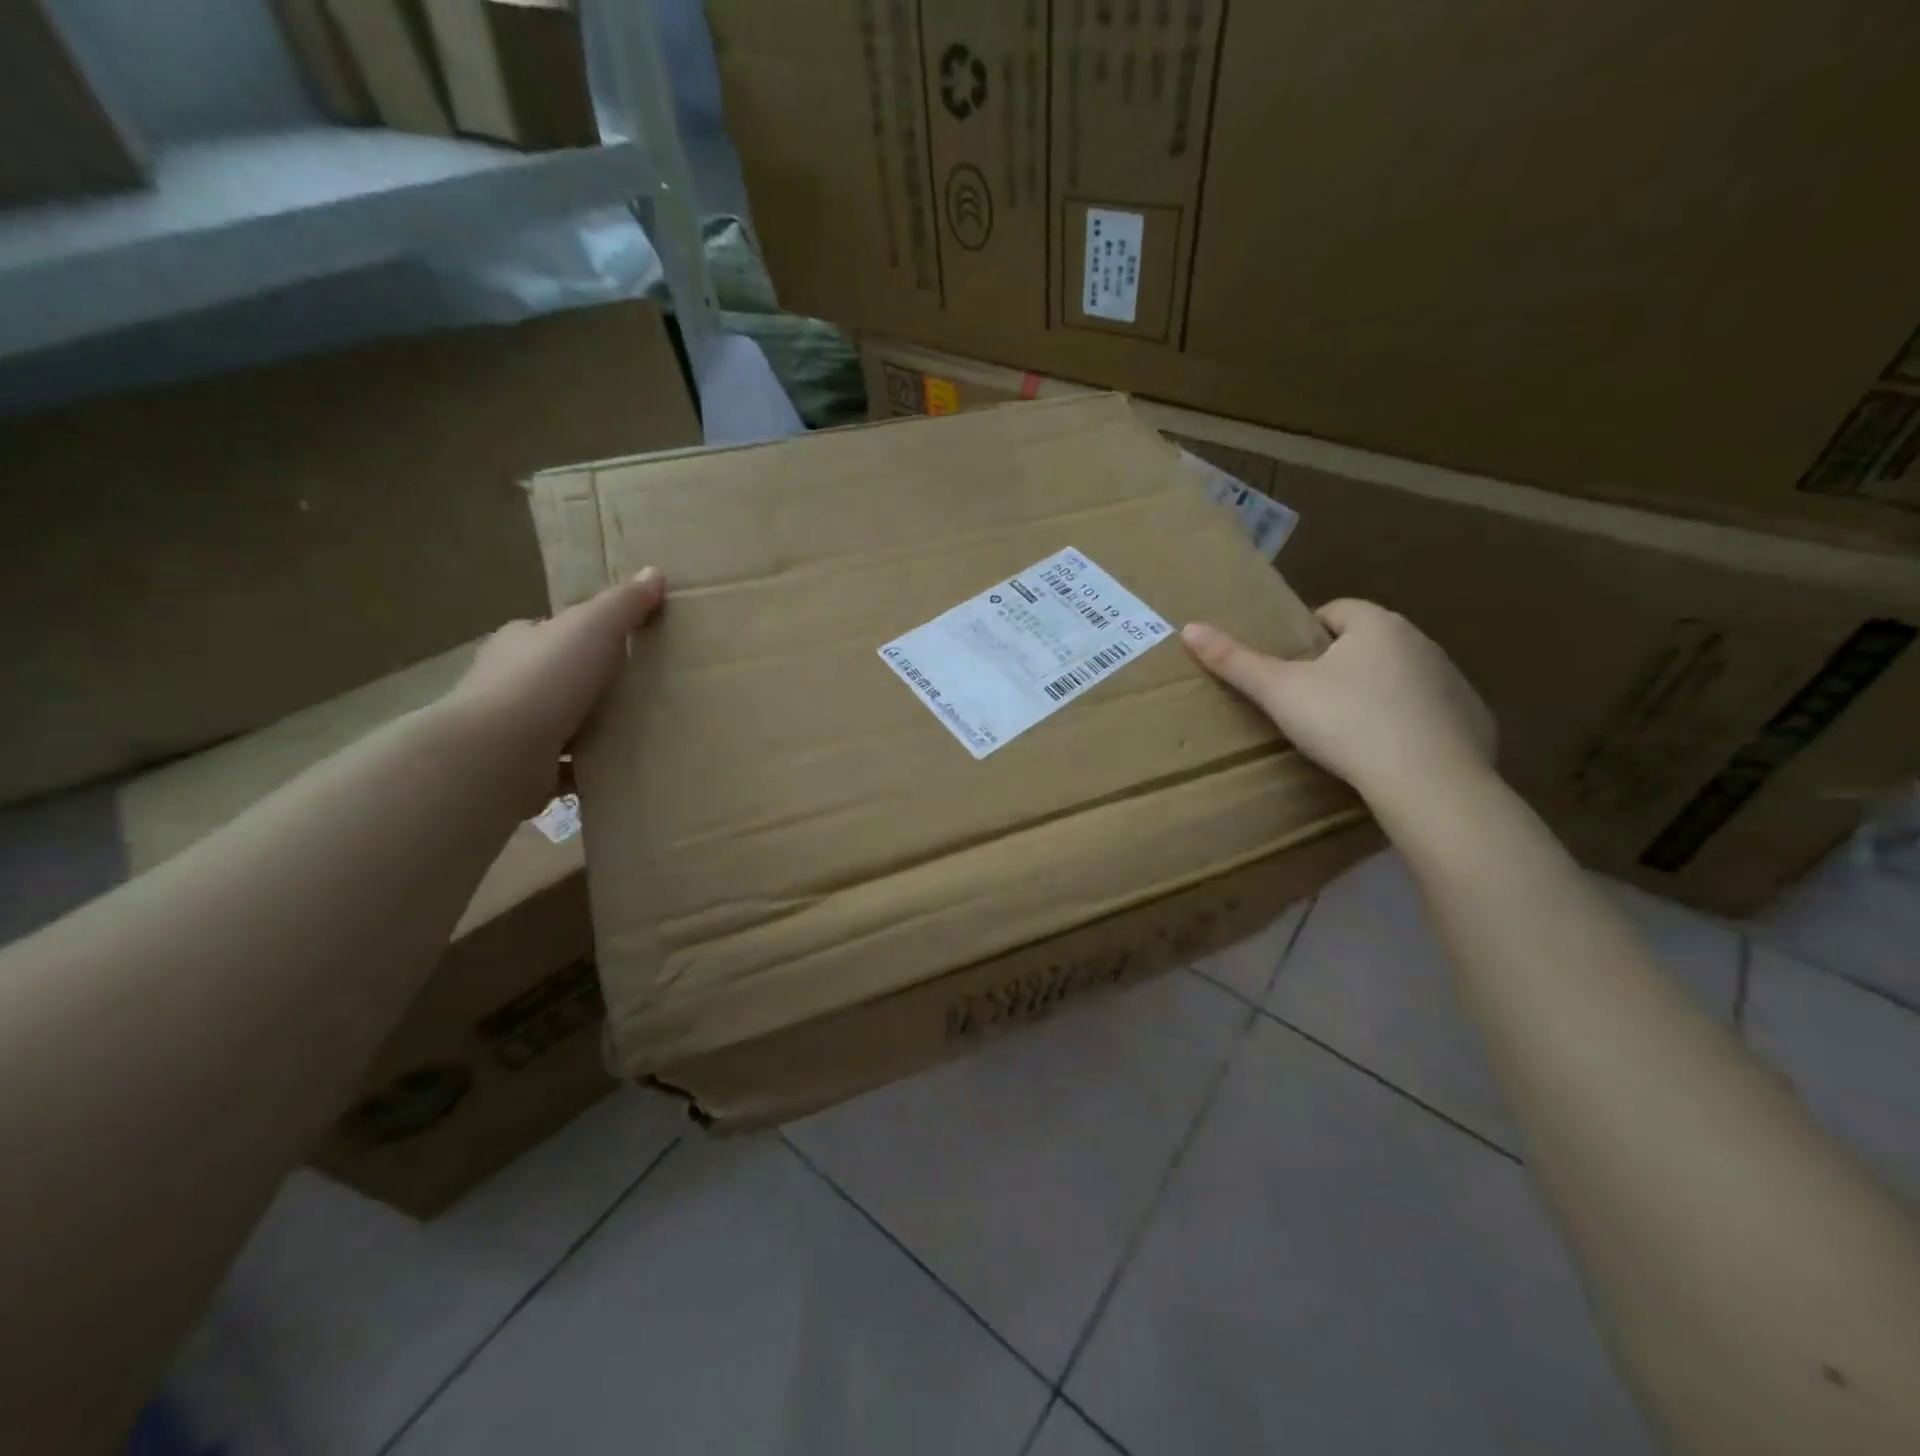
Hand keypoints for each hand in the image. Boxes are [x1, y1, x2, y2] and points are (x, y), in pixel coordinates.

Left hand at [442, 568, 664, 808]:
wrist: (498, 754)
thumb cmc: (545, 679)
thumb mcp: (594, 628)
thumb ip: (624, 604)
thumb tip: (653, 572)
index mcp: (520, 642)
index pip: (550, 631)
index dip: (582, 635)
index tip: (621, 646)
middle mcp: (508, 682)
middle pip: (557, 677)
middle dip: (590, 684)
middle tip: (638, 691)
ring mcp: (512, 728)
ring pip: (560, 723)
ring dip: (590, 728)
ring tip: (637, 733)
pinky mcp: (521, 769)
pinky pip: (563, 766)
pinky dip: (585, 768)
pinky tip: (617, 771)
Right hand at [1181, 599, 1493, 805]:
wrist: (1428, 783)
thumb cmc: (1346, 724)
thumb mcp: (1279, 693)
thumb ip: (1235, 661)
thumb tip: (1190, 628)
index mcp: (1377, 625)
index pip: (1335, 611)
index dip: (1306, 636)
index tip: (1289, 672)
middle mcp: (1422, 641)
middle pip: (1369, 643)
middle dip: (1341, 664)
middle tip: (1310, 704)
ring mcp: (1453, 681)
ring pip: (1401, 676)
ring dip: (1377, 692)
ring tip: (1348, 732)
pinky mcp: (1474, 719)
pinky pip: (1431, 712)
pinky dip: (1410, 724)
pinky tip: (1390, 755)